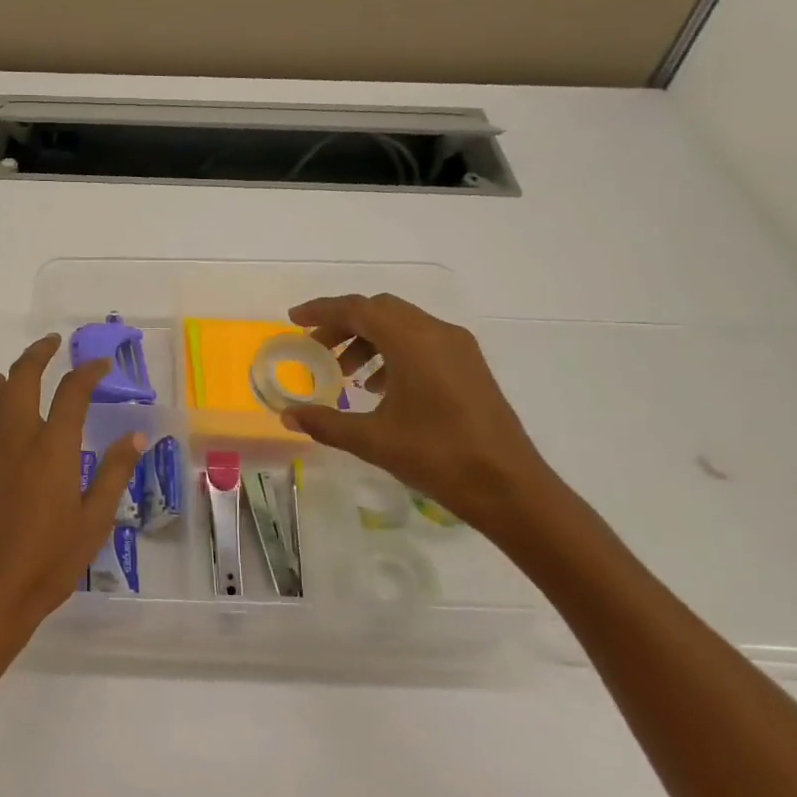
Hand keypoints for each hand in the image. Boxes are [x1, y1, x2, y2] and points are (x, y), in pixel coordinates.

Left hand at [0, 334, 144, 654]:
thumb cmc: (48, 561)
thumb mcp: (93, 521)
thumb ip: (113, 473)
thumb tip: (136, 436)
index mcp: (52, 449)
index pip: (71, 393)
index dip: (87, 371)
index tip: (101, 363)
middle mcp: (18, 440)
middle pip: (23, 380)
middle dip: (39, 354)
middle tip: (55, 342)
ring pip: (0, 397)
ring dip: (16, 373)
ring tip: (29, 362)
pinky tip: (1, 403)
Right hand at [280, 293, 554, 525]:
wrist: (509, 487)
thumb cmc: (438, 457)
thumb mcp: (372, 440)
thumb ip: (325, 422)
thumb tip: (287, 415)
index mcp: (413, 342)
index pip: (358, 309)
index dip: (322, 310)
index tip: (294, 320)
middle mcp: (437, 333)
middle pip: (380, 310)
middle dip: (343, 324)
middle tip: (316, 349)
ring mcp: (458, 348)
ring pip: (402, 325)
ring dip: (368, 339)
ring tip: (345, 373)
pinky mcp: (469, 366)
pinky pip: (422, 342)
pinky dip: (392, 352)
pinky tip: (380, 388)